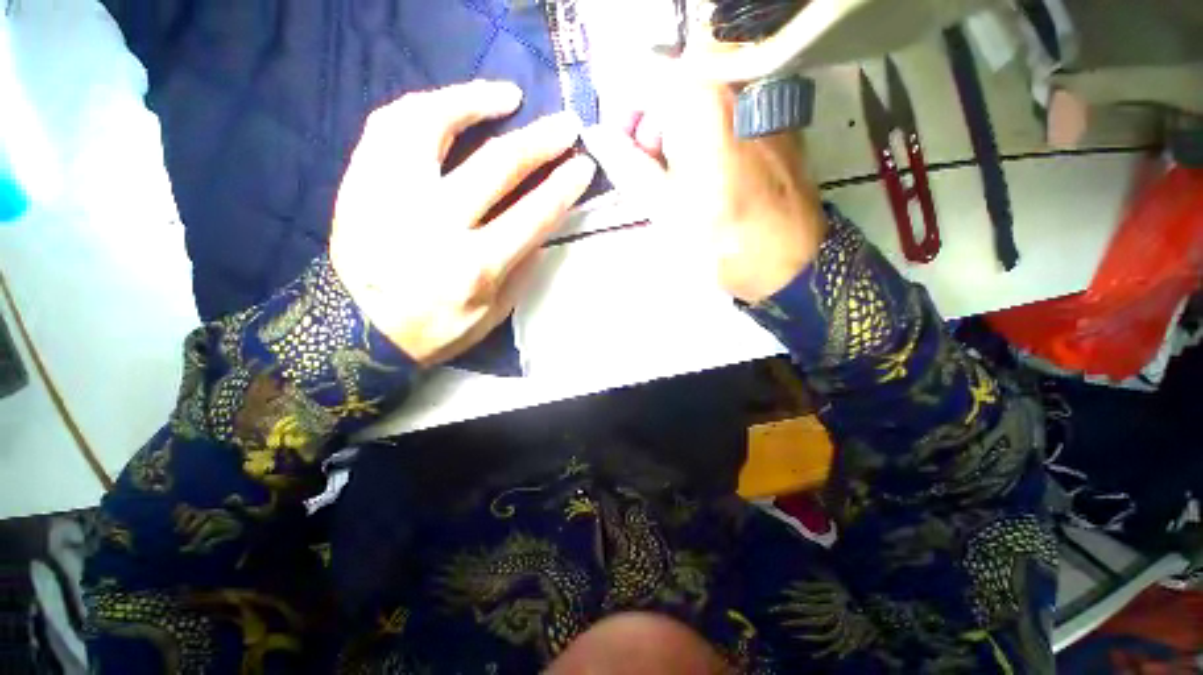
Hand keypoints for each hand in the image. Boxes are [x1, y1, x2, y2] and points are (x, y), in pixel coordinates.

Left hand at [330, 80, 595, 366]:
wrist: (357, 329)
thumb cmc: (436, 327)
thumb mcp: (493, 313)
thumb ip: (521, 270)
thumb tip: (541, 228)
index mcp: (474, 266)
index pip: (532, 215)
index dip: (562, 187)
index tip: (583, 166)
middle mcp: (435, 224)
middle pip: (495, 166)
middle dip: (539, 142)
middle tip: (564, 125)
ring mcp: (390, 196)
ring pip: (432, 125)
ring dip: (476, 101)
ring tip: (506, 96)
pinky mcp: (360, 182)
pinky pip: (389, 126)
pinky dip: (424, 106)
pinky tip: (449, 103)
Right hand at [583, 70, 827, 303]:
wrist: (786, 257)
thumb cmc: (716, 235)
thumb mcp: (660, 202)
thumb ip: (624, 161)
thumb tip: (597, 136)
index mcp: (699, 93)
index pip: (640, 74)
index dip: (622, 112)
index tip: (622, 148)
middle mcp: (734, 75)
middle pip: (673, 79)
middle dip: (653, 120)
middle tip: (652, 168)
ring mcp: (762, 90)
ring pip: (701, 91)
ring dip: (679, 125)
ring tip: (682, 174)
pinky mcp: (778, 111)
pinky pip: (729, 103)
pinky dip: (708, 128)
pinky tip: (710, 169)